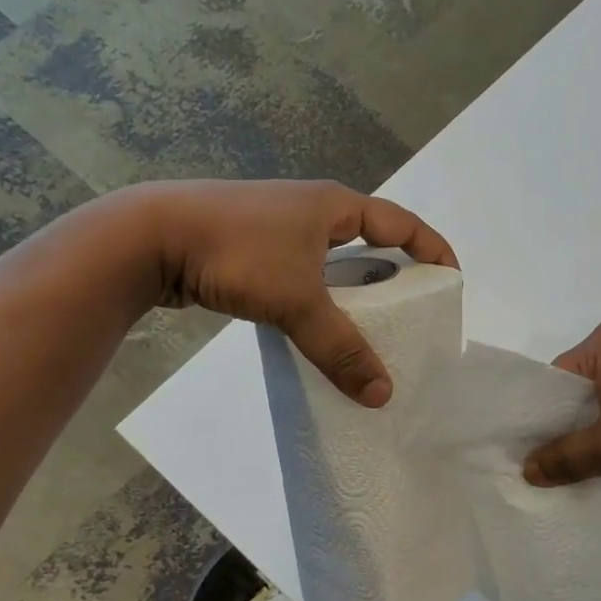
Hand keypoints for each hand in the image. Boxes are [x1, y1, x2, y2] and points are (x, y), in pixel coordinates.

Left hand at [157, 180, 456, 406]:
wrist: (147, 238)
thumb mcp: (297, 301)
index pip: (401, 223)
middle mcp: (310, 211)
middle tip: (413, 313)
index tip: (453, 280)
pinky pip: (303, 274)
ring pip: (332, 261)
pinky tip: (318, 328)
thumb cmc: (236, 253)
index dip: (433, 249)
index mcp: (334, 206)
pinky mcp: (251, 250)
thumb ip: (341, 348)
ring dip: (353, 291)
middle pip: (370, 241)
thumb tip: (383, 395)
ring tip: (370, 328)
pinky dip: (320, 299)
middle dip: (395, 275)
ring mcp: (278, 229)